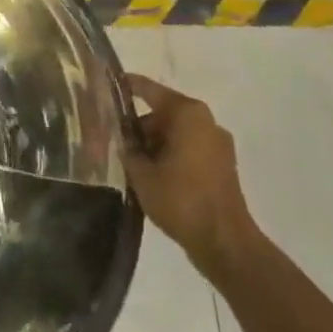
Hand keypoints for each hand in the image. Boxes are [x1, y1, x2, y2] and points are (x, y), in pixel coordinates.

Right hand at [123, 73, 255, 266]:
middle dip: (139, 126)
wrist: (226, 245)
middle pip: (163, 113)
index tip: (106, 86)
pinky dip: (170, 156)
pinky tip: (152, 175)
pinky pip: (189, 150)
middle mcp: (205, 121)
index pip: (149, 90)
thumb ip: (127, 150)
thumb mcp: (142, 174)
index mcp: (187, 113)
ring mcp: (218, 144)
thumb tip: (120, 140)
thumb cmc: (182, 200)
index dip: (126, 87)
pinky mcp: (223, 167)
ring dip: (154, 144)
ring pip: (176, 133)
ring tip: (130, 162)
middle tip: (114, 138)